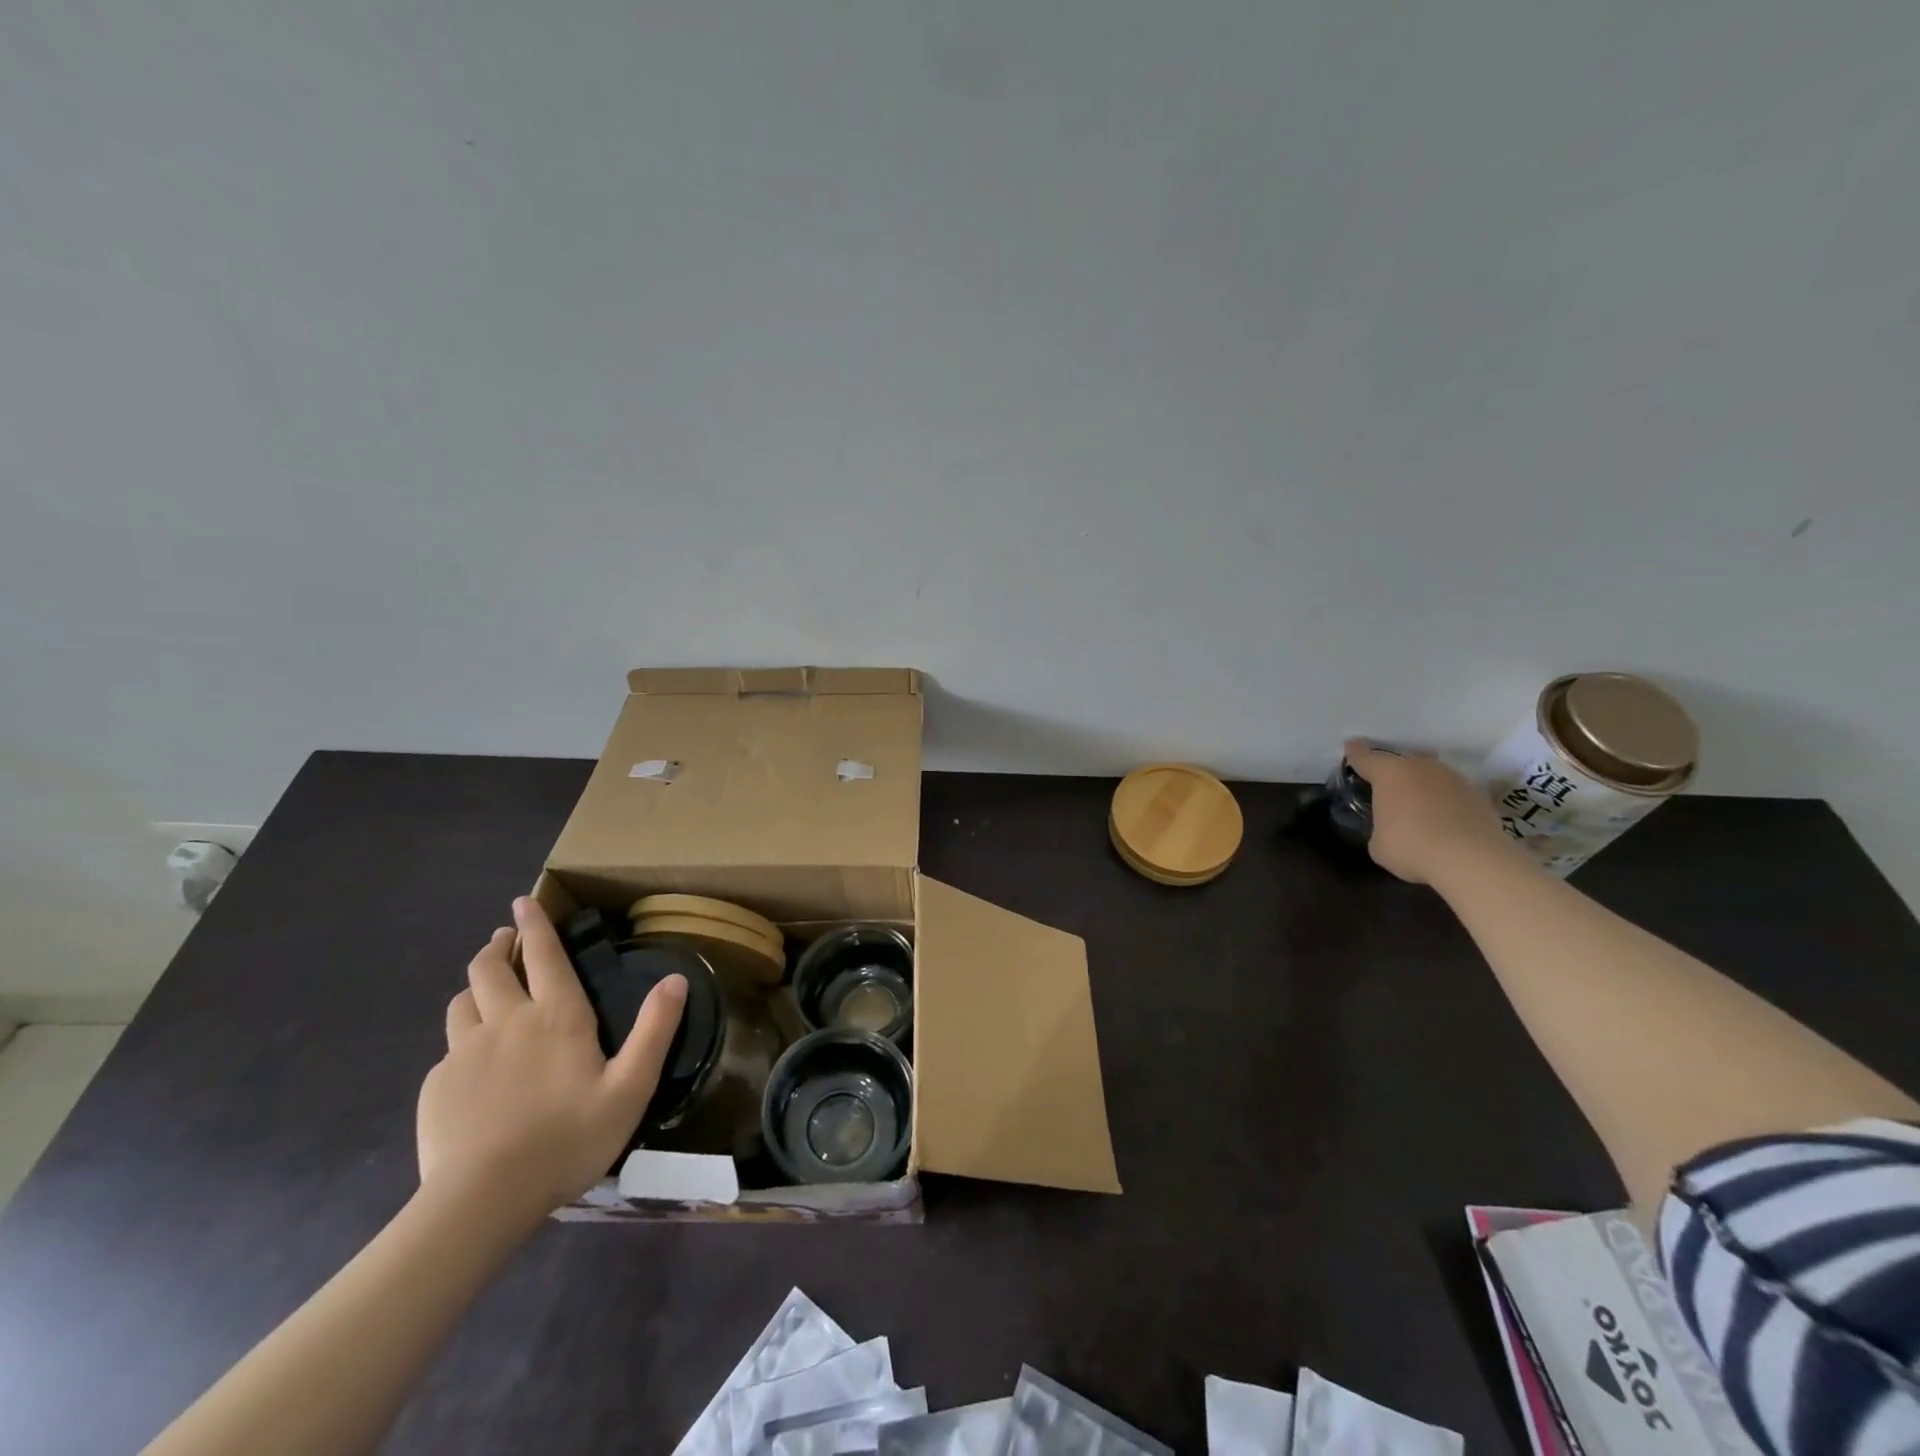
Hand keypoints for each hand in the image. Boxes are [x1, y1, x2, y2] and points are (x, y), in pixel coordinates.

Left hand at [418, 897, 686, 1226]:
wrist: (481, 1201)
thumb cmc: (567, 1140)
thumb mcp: (630, 1088)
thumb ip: (655, 1030)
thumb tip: (676, 978)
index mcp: (557, 1017)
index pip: (545, 956)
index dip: (536, 925)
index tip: (523, 901)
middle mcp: (507, 1022)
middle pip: (489, 969)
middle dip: (498, 946)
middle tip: (504, 939)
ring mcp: (464, 1053)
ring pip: (461, 1002)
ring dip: (474, 987)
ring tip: (484, 991)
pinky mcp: (436, 1086)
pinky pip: (448, 1049)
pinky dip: (461, 1040)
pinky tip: (471, 1064)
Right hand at [1343, 739, 1512, 885]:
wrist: (1472, 860)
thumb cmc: (1411, 847)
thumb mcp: (1378, 843)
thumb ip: (1381, 826)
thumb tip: (1391, 827)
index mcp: (1390, 774)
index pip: (1366, 758)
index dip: (1356, 753)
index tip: (1351, 745)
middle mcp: (1422, 768)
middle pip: (1404, 762)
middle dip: (1395, 771)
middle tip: (1388, 787)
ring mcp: (1454, 780)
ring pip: (1432, 775)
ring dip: (1424, 786)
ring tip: (1419, 806)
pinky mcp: (1479, 797)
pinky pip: (1454, 794)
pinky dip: (1446, 803)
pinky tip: (1444, 822)